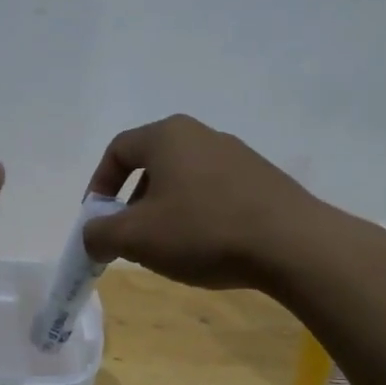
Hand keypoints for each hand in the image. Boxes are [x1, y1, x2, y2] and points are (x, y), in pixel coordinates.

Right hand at [81, 115, 322, 289]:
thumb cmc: (202, 231)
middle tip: (131, 239)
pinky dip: (198, 216)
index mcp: (167, 136)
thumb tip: (93, 237)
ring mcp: (237, 156)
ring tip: (169, 249)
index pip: (118, 150)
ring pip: (184, 181)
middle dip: (133, 204)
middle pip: (152, 165)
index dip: (98, 185)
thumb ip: (99, 234)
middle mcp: (202, 135)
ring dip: (166, 212)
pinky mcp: (263, 180)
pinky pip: (215, 193)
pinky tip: (207, 248)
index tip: (97, 220)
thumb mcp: (136, 238)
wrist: (292, 244)